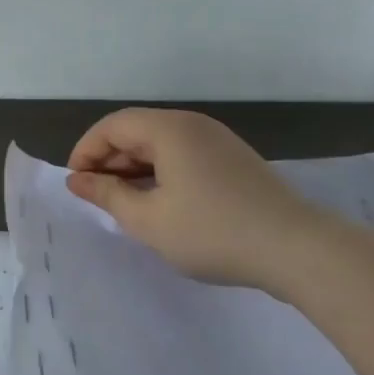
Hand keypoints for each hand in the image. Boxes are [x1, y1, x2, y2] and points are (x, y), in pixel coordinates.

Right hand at [65, 107, 326, 291]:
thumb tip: (77, 179)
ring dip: (135, 169)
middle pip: (136, 131)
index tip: (76, 185)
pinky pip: (183, 156)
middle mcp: (193, 125)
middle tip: (97, 197)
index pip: (112, 126)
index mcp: (169, 129)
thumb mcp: (148, 219)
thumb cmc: (212, 232)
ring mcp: (218, 141)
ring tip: (125, 205)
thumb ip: (107, 194)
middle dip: (109, 160)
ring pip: (160, 145)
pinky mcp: (234, 161)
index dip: (86, 151)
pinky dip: (161, 173)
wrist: (297, 249)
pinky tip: (161, 205)